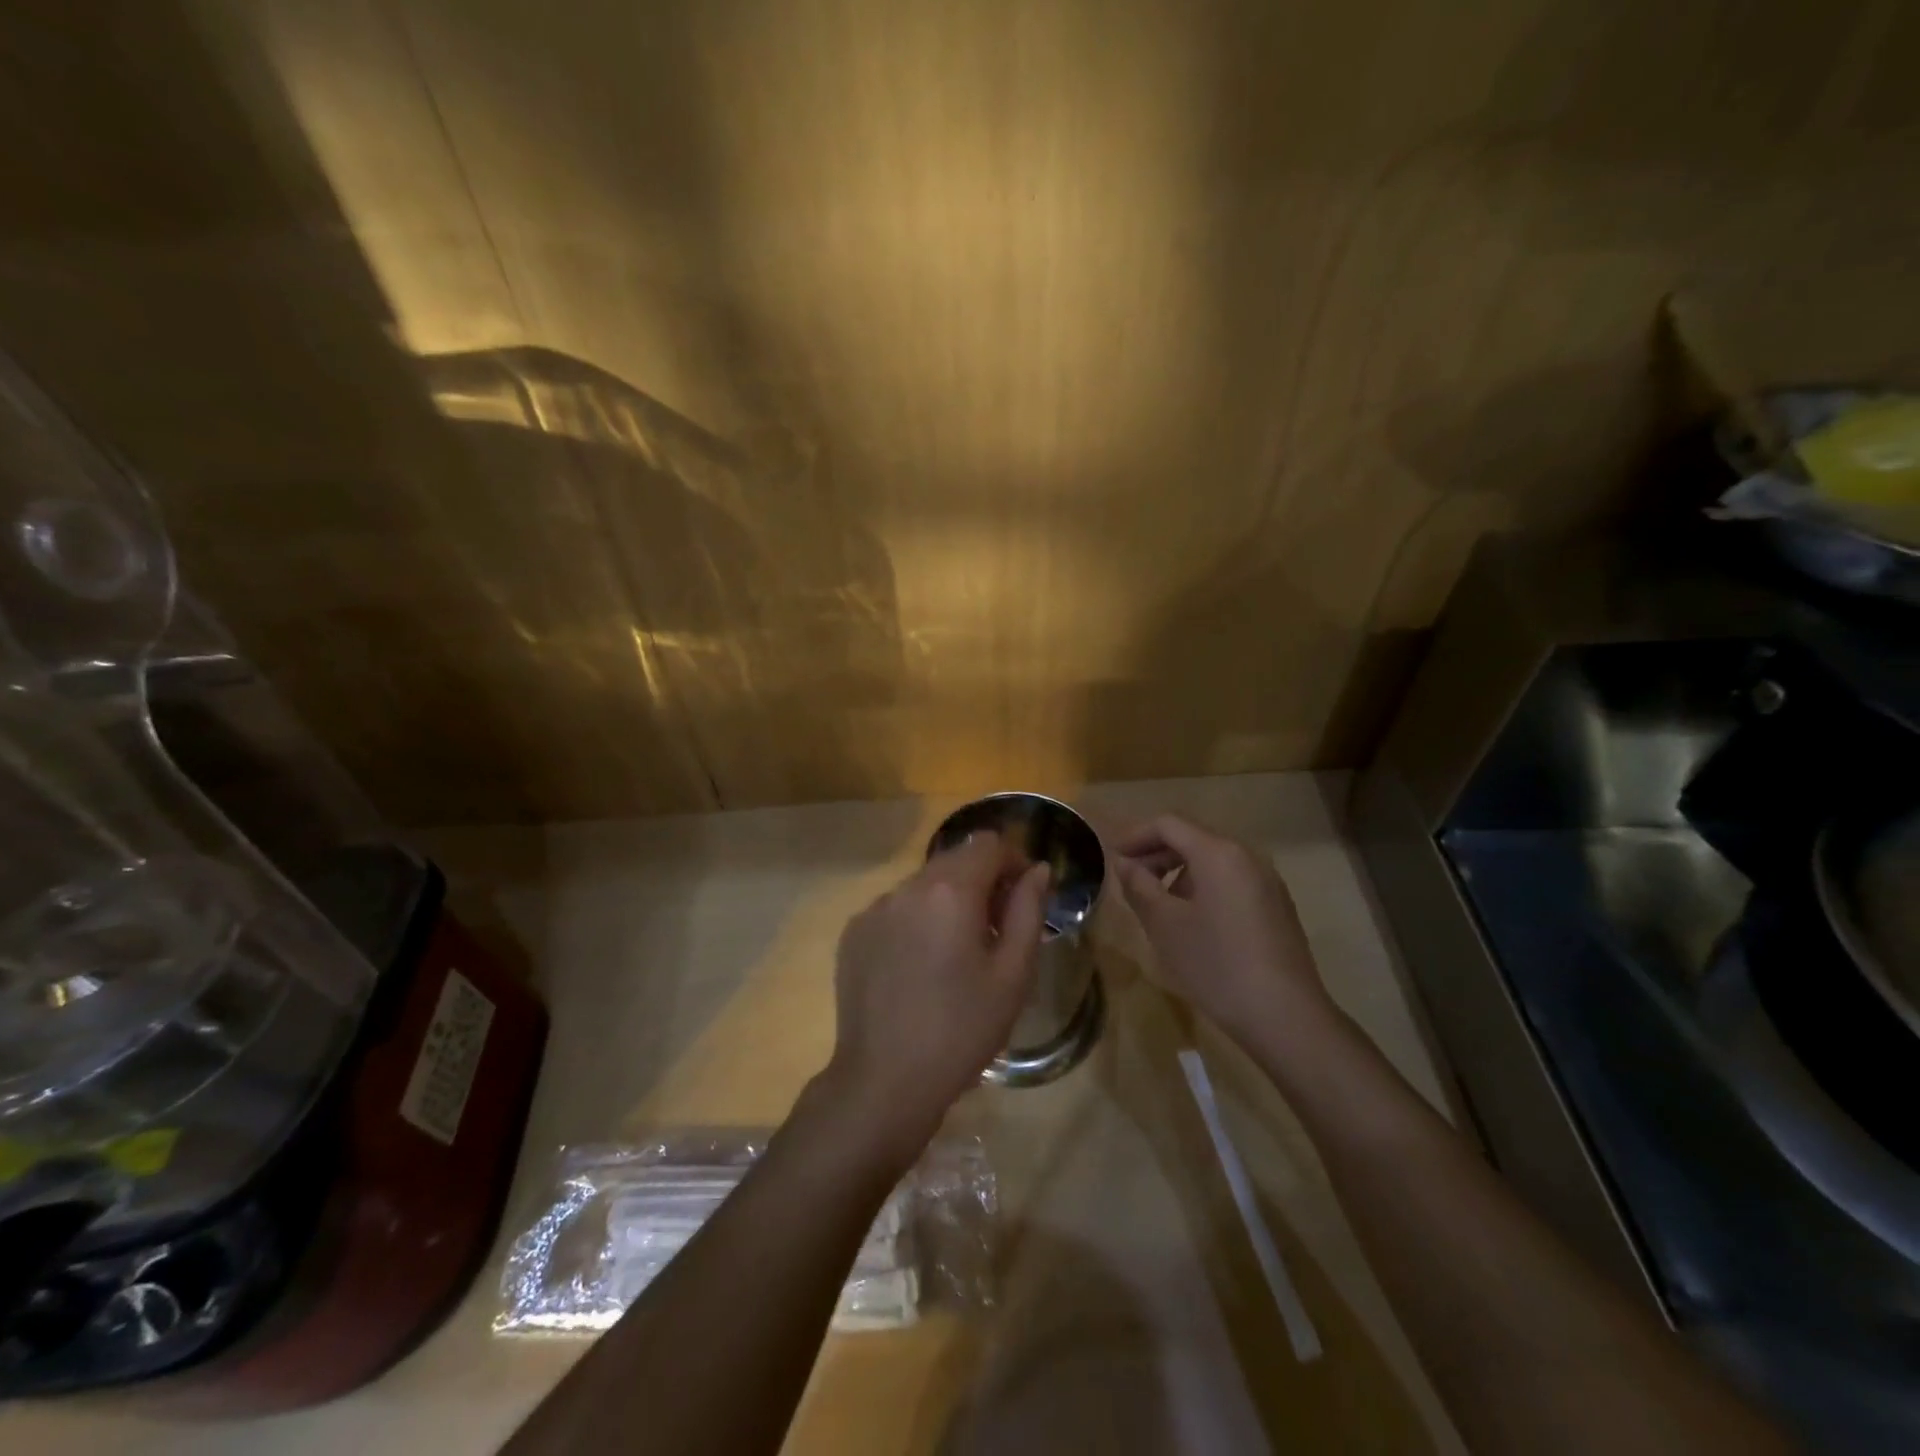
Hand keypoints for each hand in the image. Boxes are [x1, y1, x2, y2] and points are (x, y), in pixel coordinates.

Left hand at [823, 832, 1050, 1156]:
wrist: (884, 1081)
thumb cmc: (961, 1030)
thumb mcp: (1012, 975)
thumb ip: (1028, 911)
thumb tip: (1039, 870)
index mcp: (950, 891)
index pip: (988, 845)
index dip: (1014, 861)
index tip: (1025, 896)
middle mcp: (907, 887)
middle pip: (954, 860)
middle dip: (983, 879)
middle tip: (997, 926)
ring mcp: (874, 908)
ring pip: (923, 884)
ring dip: (948, 900)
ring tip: (957, 951)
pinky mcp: (853, 932)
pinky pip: (895, 909)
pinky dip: (916, 920)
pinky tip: (920, 966)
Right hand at [1113, 814, 1332, 1044]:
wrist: (1285, 1016)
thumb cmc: (1216, 964)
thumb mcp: (1164, 925)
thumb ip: (1139, 886)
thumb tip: (1124, 863)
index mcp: (1218, 853)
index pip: (1168, 824)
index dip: (1135, 835)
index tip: (1112, 858)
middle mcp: (1246, 856)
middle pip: (1192, 837)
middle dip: (1156, 852)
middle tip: (1129, 879)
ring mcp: (1267, 880)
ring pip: (1213, 859)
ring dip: (1178, 870)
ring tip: (1157, 902)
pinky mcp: (1276, 905)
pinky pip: (1231, 879)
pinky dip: (1203, 885)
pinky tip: (1192, 920)